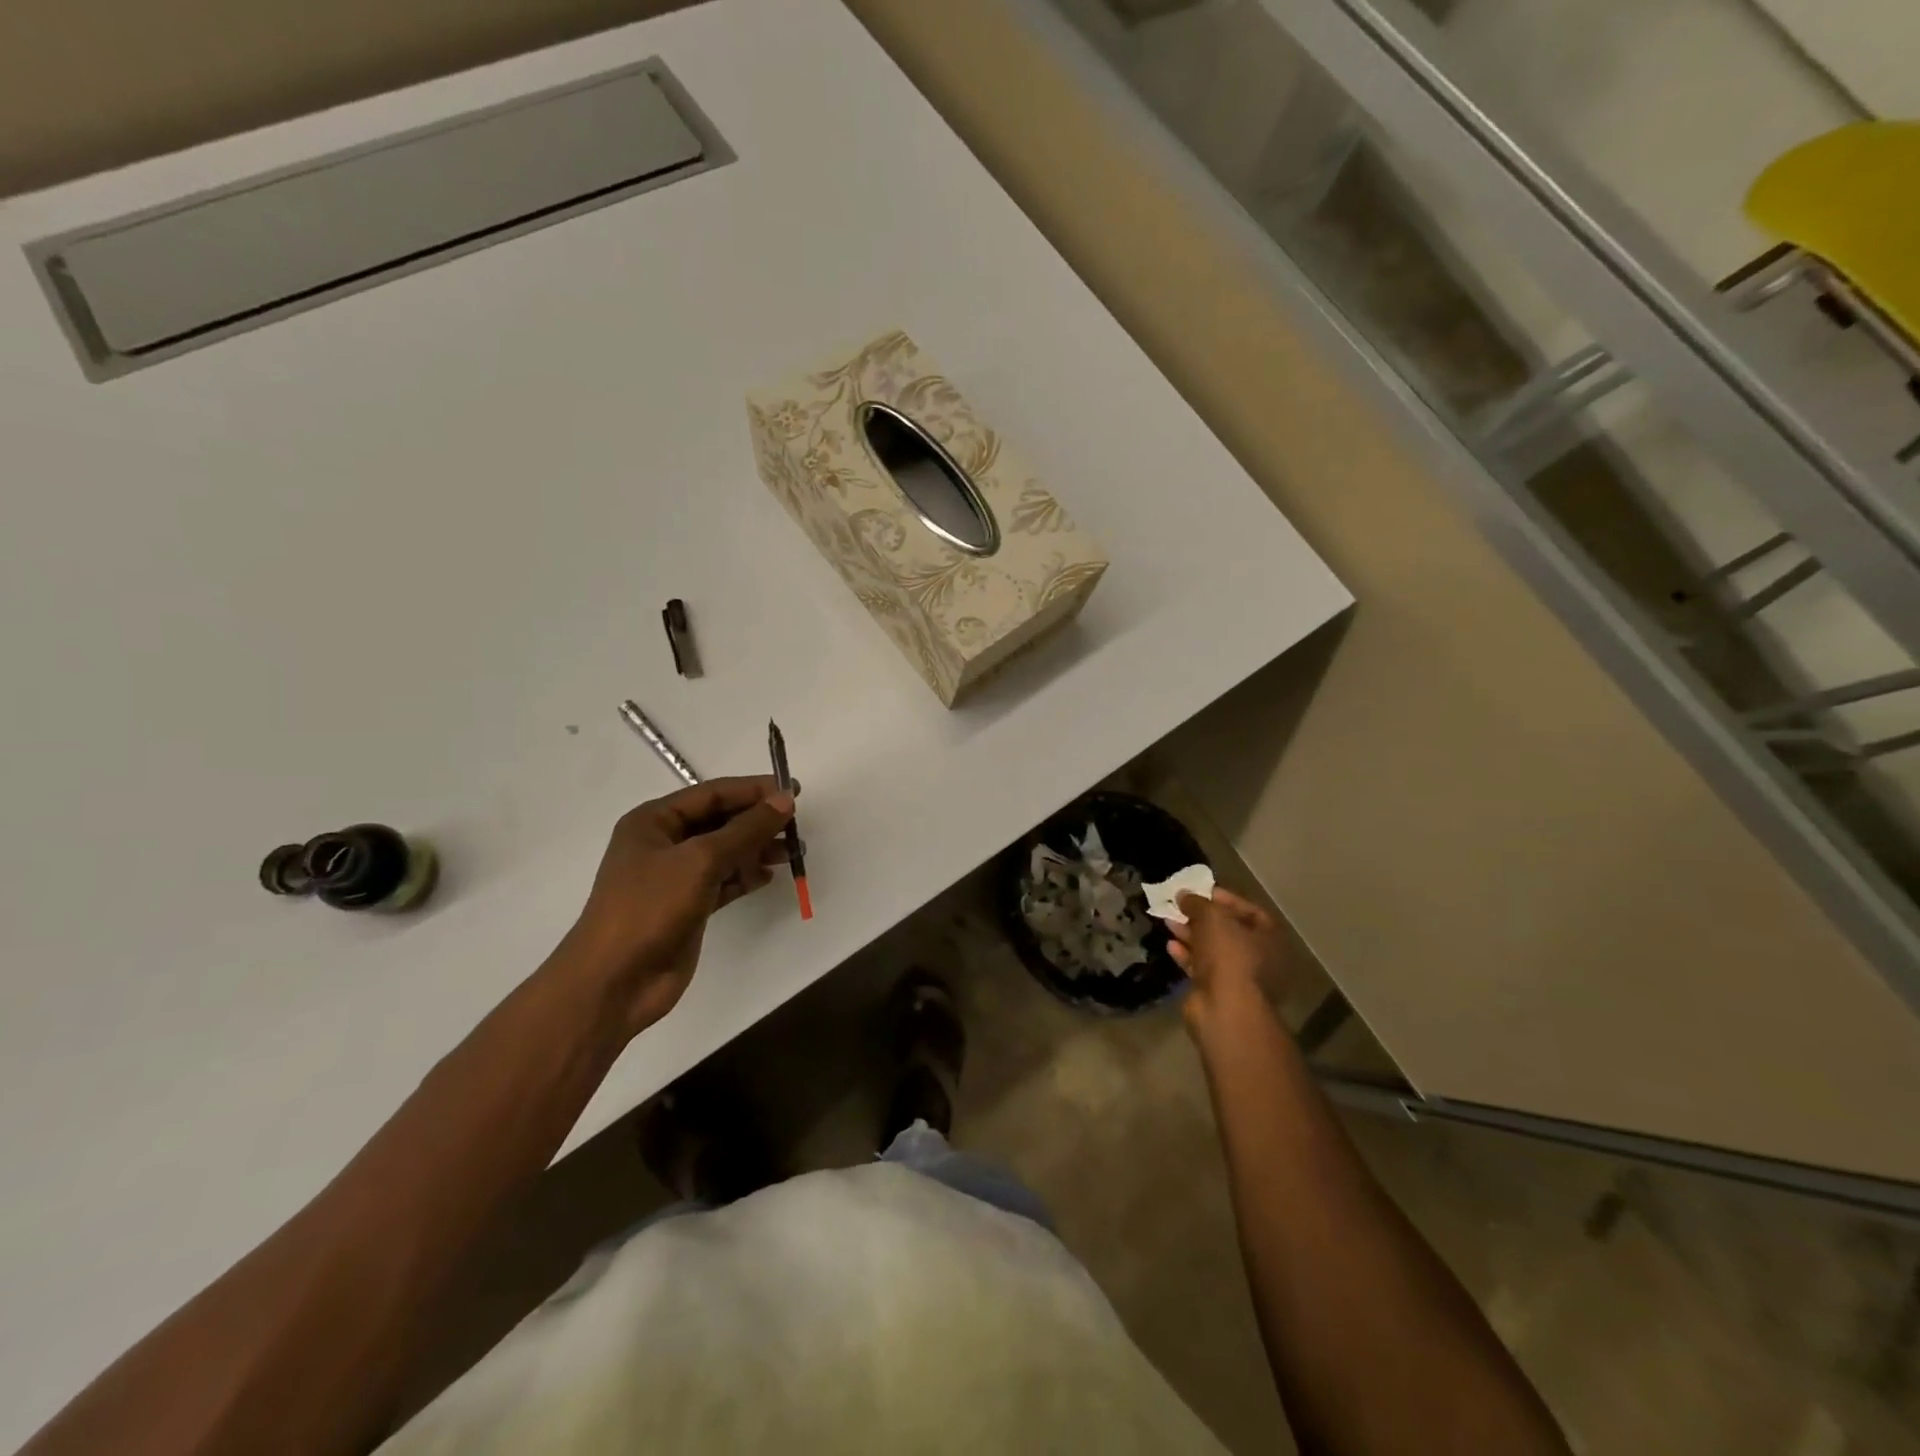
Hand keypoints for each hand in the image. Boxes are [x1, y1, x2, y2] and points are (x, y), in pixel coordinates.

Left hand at [563, 776, 796, 1036]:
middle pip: (721, 821)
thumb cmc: (649, 908)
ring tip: (794, 852)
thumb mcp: (701, 860)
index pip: (712, 794)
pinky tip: (769, 876)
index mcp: (653, 821)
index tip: (794, 792)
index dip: (753, 790)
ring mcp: (675, 877)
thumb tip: (785, 799)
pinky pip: (724, 881)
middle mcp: (663, 843)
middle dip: (758, 822)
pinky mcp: (688, 906)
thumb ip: (746, 829)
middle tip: (798, 825)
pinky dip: (746, 877)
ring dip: (758, 850)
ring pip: (726, 852)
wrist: (615, 982)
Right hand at [1167, 887, 1288, 1036]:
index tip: (1199, 891)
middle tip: (1179, 906)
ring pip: (1212, 950)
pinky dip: (1186, 956)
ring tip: (1168, 922)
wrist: (1225, 1009)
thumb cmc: (1228, 955)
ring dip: (1190, 935)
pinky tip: (1170, 946)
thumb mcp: (1212, 918)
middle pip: (1227, 931)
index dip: (1224, 898)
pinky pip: (1201, 968)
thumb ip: (1197, 903)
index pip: (1249, 911)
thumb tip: (1183, 894)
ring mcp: (1238, 978)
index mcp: (1269, 938)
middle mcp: (1259, 958)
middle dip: (1201, 917)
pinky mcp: (1218, 992)